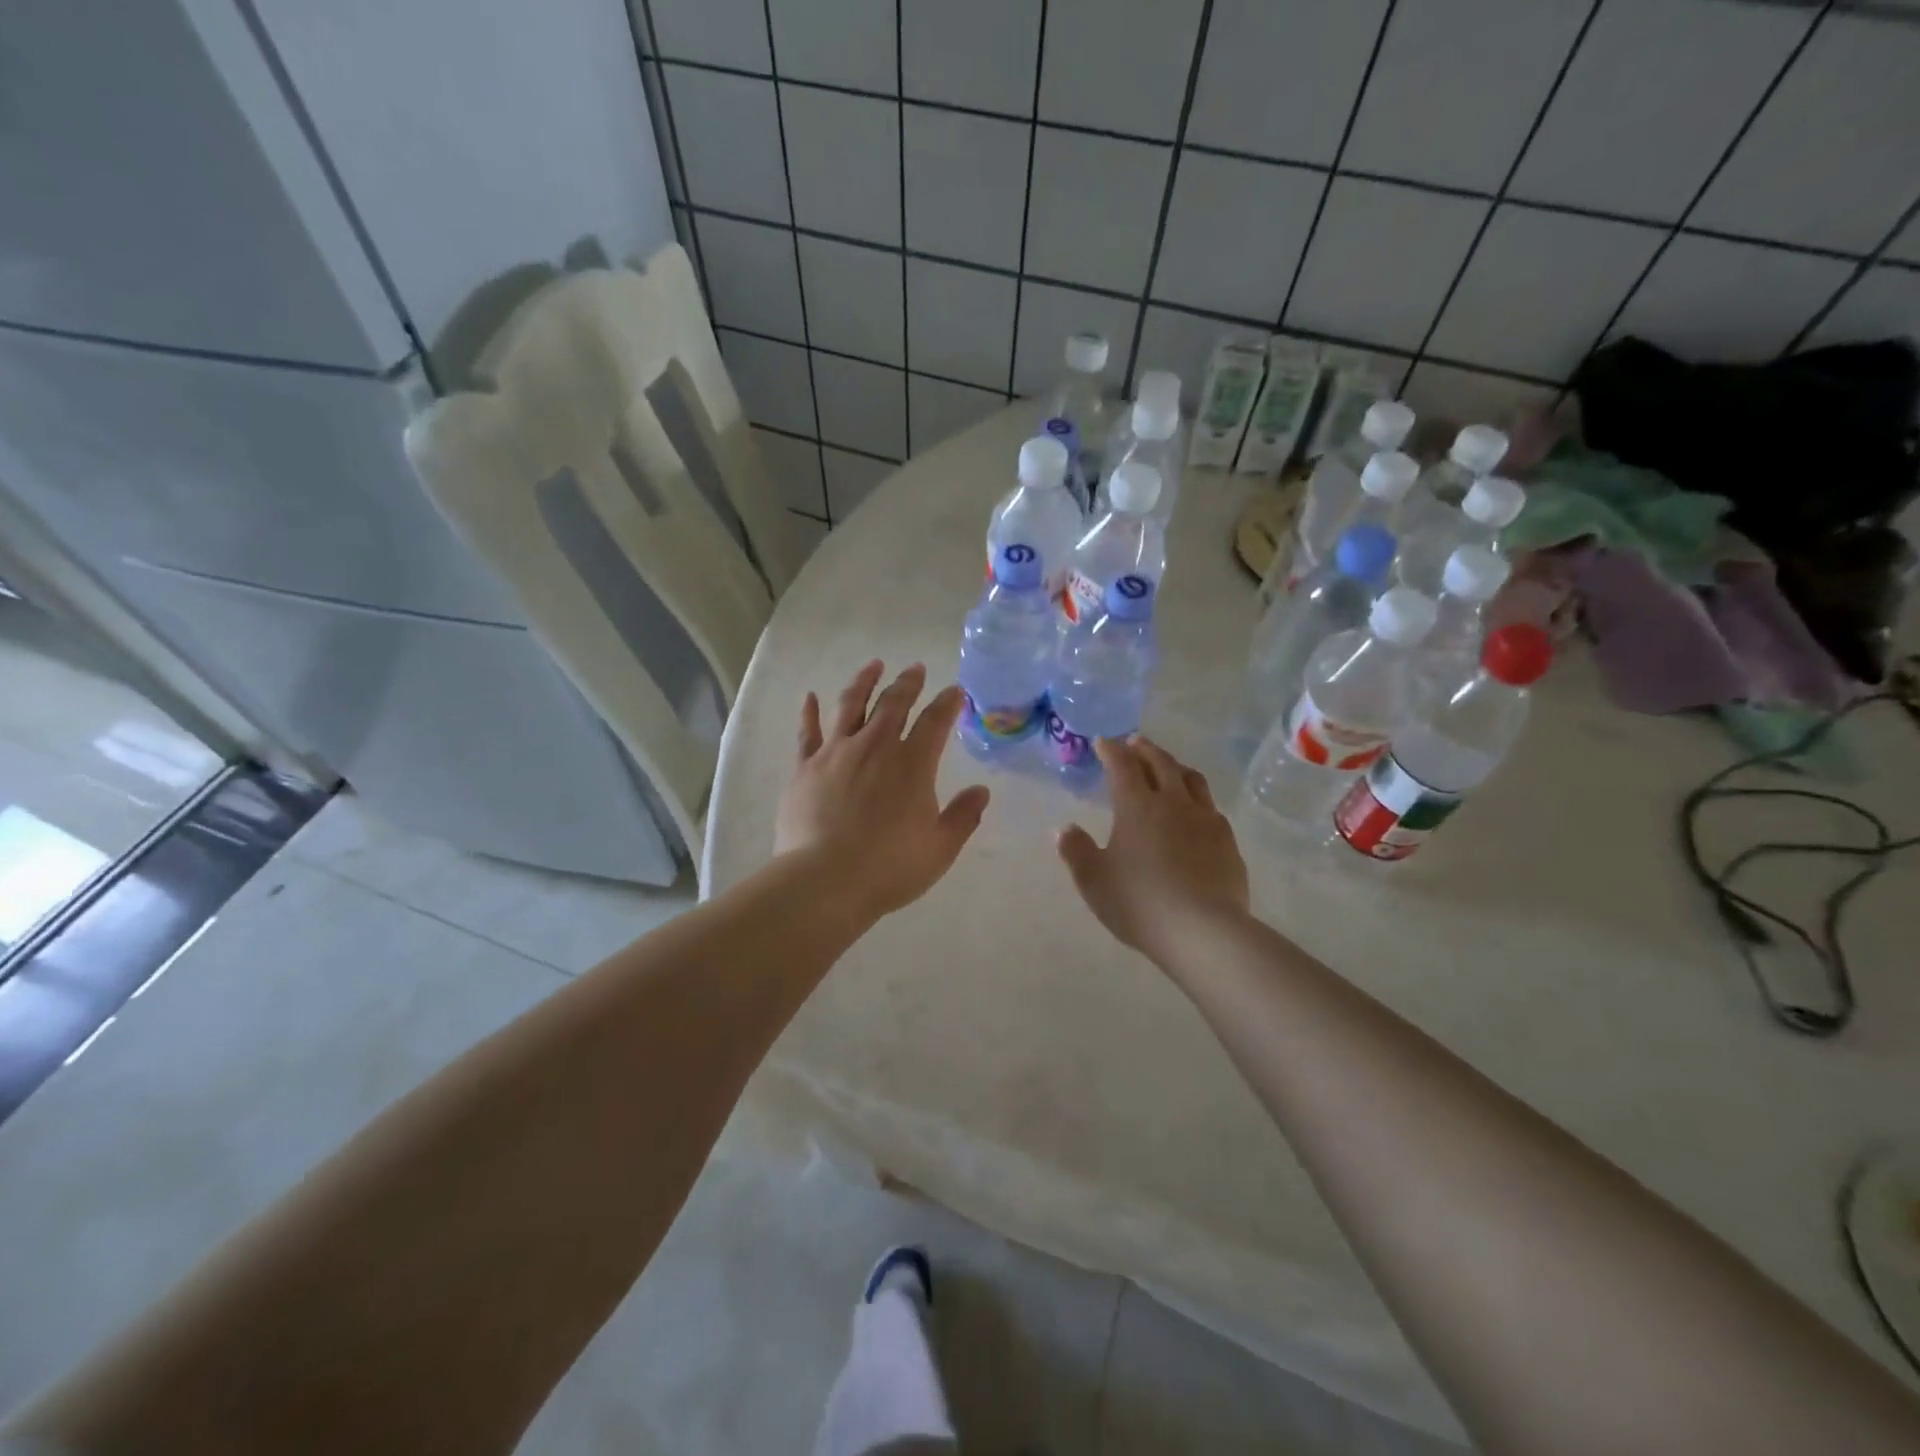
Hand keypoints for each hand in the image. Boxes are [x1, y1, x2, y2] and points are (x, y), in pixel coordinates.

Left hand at [775, 660, 990, 925]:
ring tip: (873, 665)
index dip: (948, 703)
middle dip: (908, 683)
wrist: (824, 881)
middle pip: (894, 704)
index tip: (955, 690)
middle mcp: (875, 747)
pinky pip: (808, 732)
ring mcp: (836, 753)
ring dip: (864, 682)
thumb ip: (963, 816)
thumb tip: (982, 791)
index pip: (935, 722)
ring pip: (851, 705)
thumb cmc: (889, 867)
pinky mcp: (805, 768)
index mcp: (912, 764)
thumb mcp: (939, 848)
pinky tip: (810, 697)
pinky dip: (810, 712)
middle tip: (916, 668)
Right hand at [1057, 736, 1249, 963]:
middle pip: (1161, 763)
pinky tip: (1195, 811)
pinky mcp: (1227, 842)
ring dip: (1175, 766)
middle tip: (1135, 742)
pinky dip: (1197, 798)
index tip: (1103, 742)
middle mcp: (1173, 803)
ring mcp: (1205, 820)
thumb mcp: (1094, 880)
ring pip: (1192, 780)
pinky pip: (1211, 808)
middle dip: (1145, 749)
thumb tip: (1063, 829)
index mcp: (1137, 806)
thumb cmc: (1139, 902)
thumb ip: (1076, 850)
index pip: (1122, 766)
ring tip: (1168, 766)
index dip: (1111, 751)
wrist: (1202, 930)